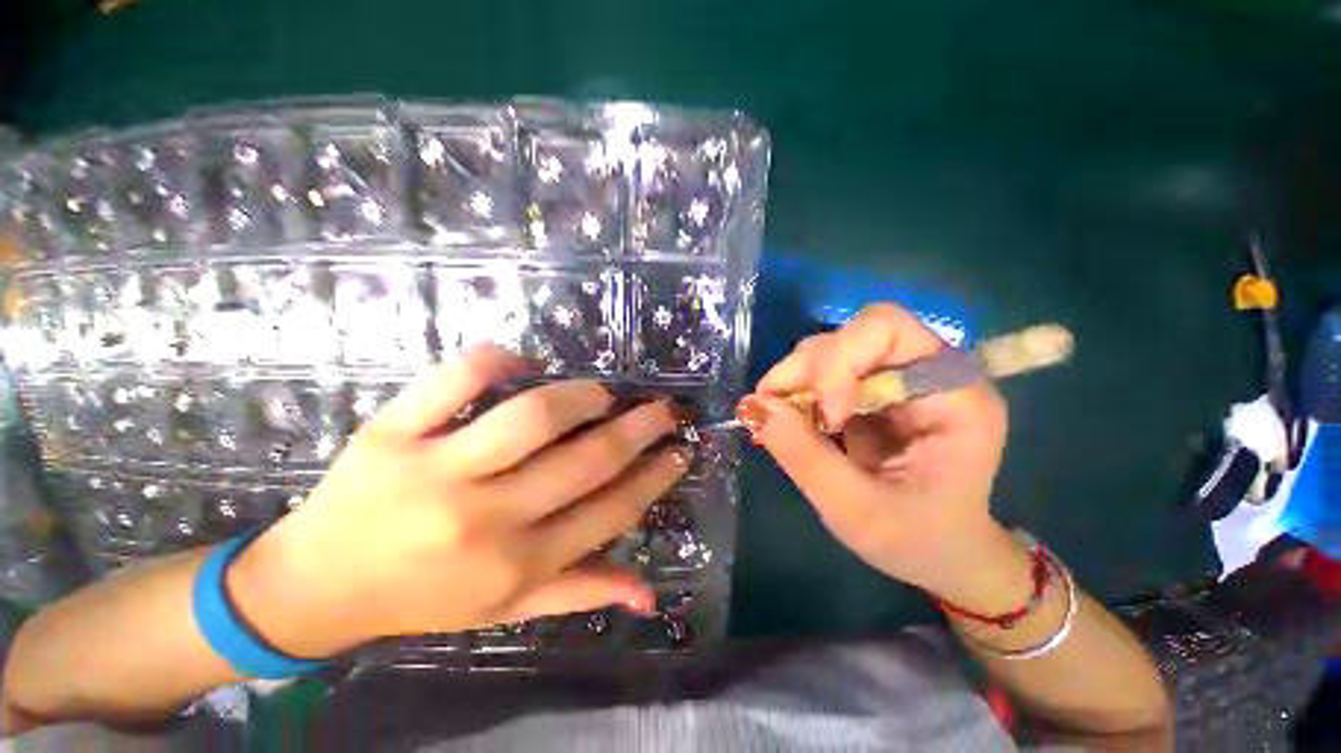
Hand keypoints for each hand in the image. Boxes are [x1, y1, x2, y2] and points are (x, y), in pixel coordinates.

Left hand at [227, 345, 688, 658]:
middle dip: (640, 427)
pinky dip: (497, 360)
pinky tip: (521, 363)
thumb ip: (580, 593)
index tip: (680, 449)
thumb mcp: (506, 611)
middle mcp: (486, 518)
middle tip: (663, 408)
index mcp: (517, 564)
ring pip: (533, 415)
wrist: (314, 586)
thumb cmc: (421, 598)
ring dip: (581, 395)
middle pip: (587, 458)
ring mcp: (436, 470)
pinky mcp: (391, 433)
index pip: (611, 510)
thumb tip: (649, 594)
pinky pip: (456, 378)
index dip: (655, 476)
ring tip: (600, 394)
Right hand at [737, 304, 1009, 600]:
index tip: (824, 416)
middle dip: (808, 368)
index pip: (888, 329)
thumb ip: (804, 456)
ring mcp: (895, 379)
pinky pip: (820, 372)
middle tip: (777, 410)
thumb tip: (754, 406)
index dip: (841, 359)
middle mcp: (927, 372)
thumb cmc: (917, 541)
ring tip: (780, 420)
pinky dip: (795, 391)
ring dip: (795, 379)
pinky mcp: (868, 391)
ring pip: (830, 348)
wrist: (939, 554)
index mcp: (954, 395)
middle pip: (854, 333)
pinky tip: (787, 420)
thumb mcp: (857, 511)